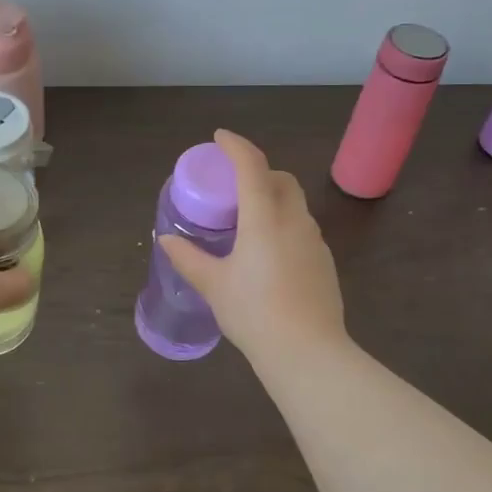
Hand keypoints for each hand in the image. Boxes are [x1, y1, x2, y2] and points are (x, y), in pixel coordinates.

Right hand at [158, 130, 346, 364]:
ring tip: (248, 222)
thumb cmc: (254, 314)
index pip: (252, 166)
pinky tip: (268, 254)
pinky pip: (302, 229)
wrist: (308, 353)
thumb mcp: (214, 285)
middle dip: (258, 172)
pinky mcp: (325, 262)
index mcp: (264, 218)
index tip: (220, 137)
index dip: (236, 145)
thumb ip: (188, 258)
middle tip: (233, 187)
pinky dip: (284, 225)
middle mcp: (294, 221)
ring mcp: (315, 241)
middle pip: (281, 179)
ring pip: (295, 205)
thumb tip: (166, 240)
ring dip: (273, 199)